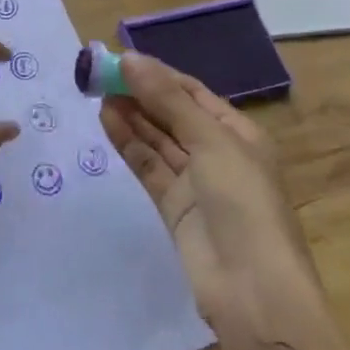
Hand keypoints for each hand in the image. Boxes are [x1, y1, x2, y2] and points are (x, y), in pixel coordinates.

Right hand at [101, 53, 349, 349]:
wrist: (253, 291)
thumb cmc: (243, 203)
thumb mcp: (210, 142)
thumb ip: (167, 100)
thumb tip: (129, 59)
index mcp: (239, 133)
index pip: (192, 93)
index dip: (158, 74)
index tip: (120, 58)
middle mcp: (217, 153)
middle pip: (172, 114)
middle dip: (140, 93)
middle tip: (99, 73)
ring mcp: (194, 181)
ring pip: (157, 139)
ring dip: (130, 115)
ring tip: (96, 91)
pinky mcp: (173, 206)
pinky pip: (148, 165)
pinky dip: (128, 143)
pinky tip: (107, 120)